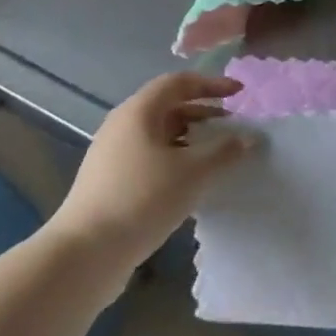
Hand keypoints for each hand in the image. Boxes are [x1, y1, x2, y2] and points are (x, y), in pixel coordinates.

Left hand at [48, 73, 254, 287]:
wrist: (85, 253)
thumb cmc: (142, 198)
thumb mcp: (193, 173)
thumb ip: (225, 151)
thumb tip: (250, 138)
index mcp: (139, 111)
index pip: (179, 82)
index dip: (212, 84)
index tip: (240, 94)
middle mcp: (122, 125)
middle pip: (168, 106)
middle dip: (203, 112)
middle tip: (231, 124)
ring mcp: (112, 154)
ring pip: (158, 134)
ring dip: (190, 138)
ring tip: (216, 154)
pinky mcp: (109, 181)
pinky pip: (149, 156)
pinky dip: (175, 158)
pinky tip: (190, 181)